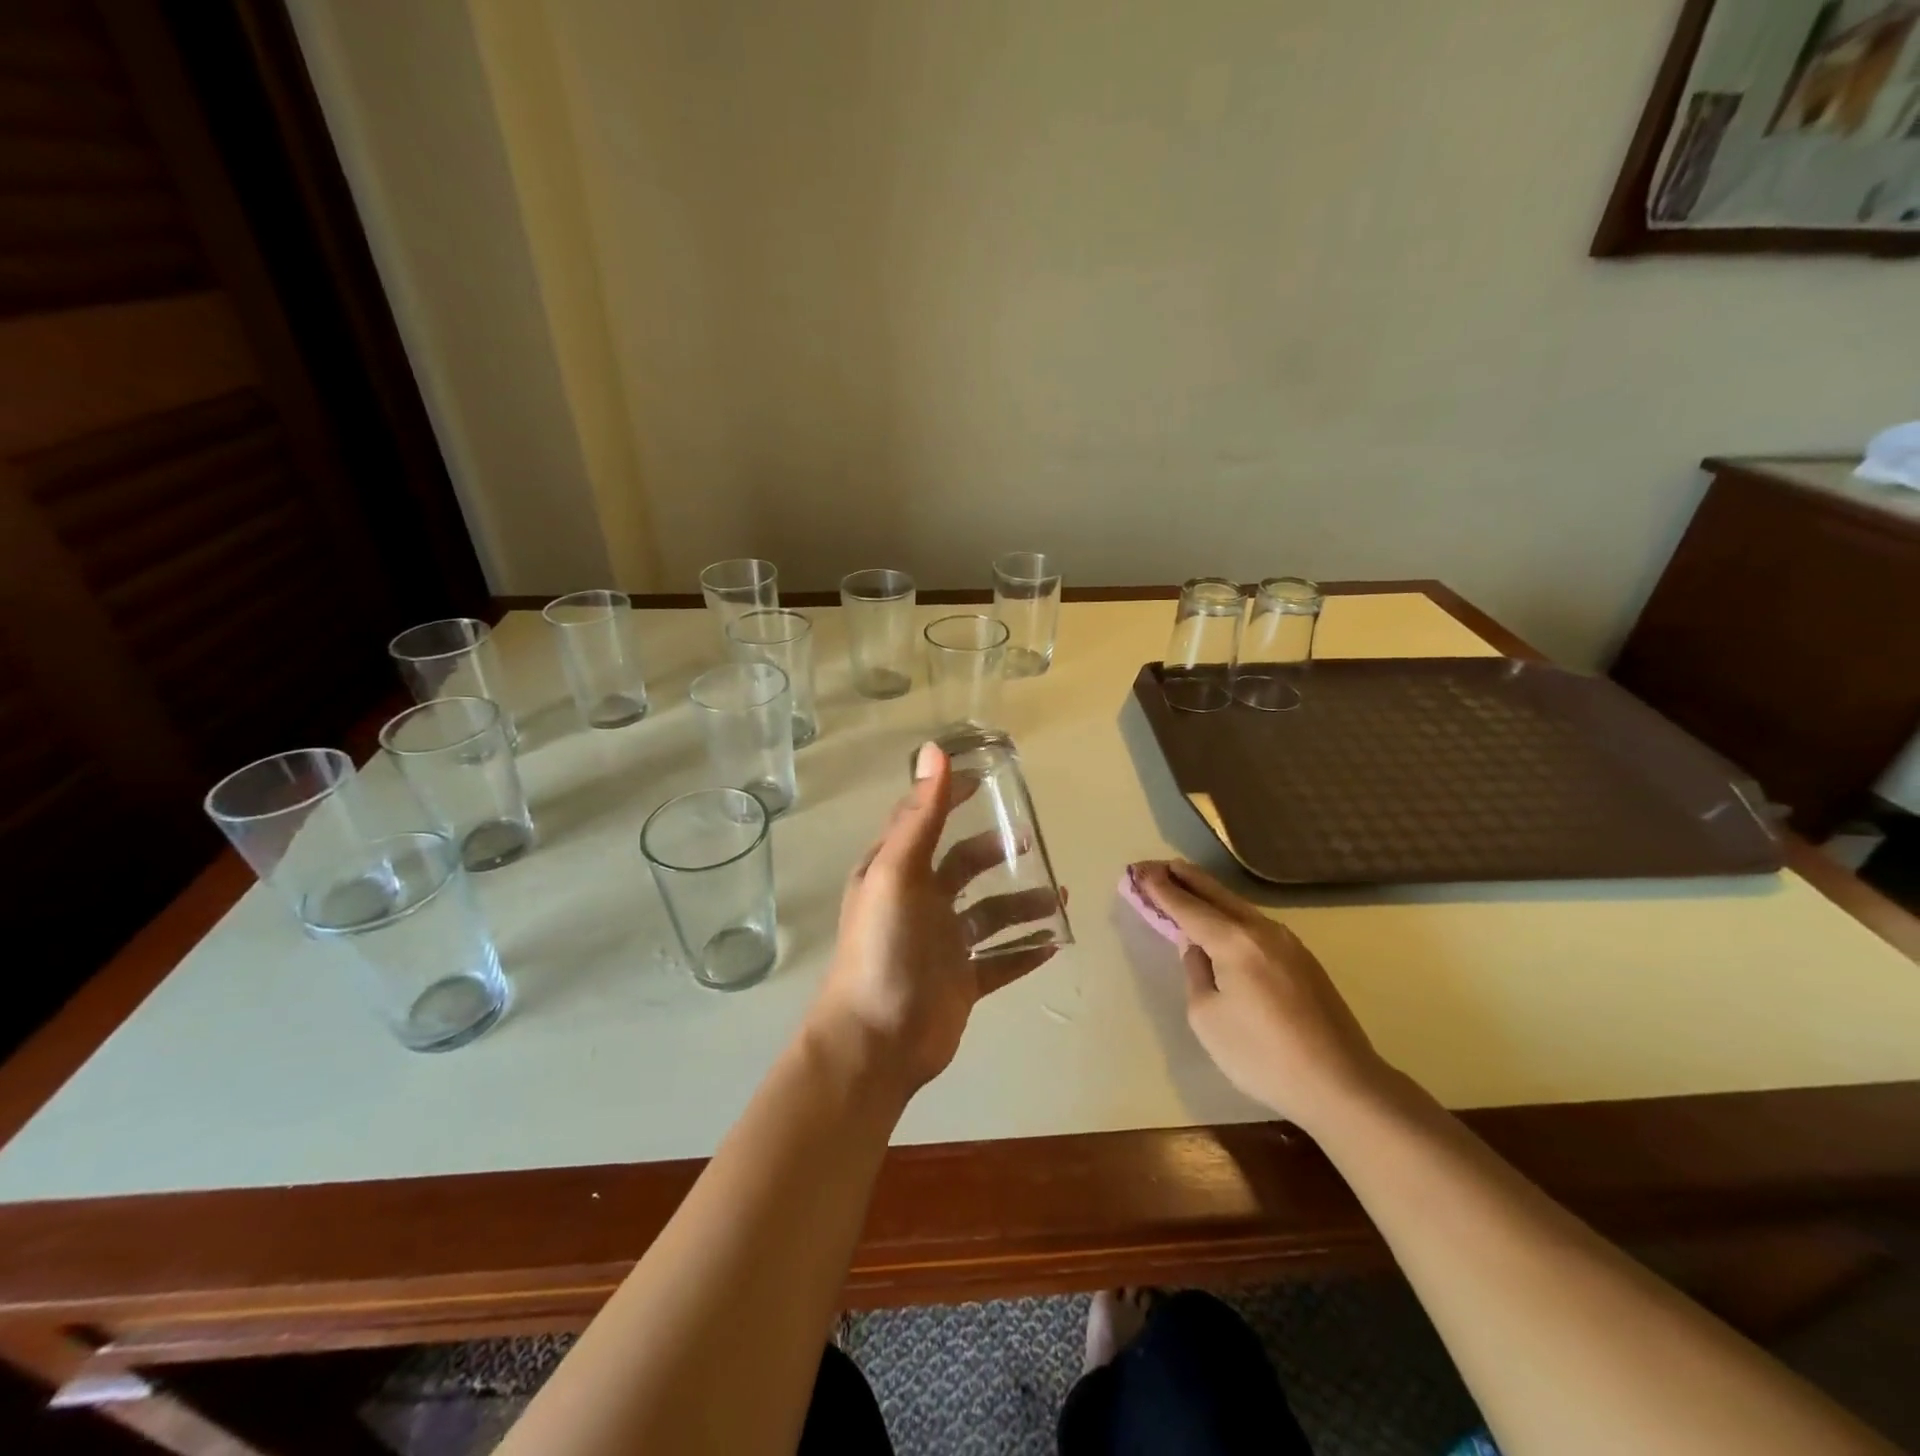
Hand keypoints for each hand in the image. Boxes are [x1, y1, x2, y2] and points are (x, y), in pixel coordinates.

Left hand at [810, 743, 1063, 1095]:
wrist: (876, 1043)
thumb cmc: (882, 949)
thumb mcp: (897, 873)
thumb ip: (921, 816)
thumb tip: (935, 749)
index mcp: (897, 872)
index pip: (924, 820)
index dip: (950, 795)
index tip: (987, 777)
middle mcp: (919, 903)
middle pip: (962, 867)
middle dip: (993, 853)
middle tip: (1029, 843)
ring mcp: (941, 945)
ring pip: (989, 915)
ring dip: (1021, 905)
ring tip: (1058, 896)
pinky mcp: (961, 982)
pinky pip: (1001, 960)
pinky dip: (1026, 951)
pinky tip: (1056, 942)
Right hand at [1136, 860, 1391, 1129]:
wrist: (1342, 1084)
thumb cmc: (1263, 1056)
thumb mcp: (1208, 1018)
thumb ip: (1196, 973)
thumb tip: (1197, 948)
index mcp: (1234, 942)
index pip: (1188, 907)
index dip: (1160, 889)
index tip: (1139, 869)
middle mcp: (1262, 930)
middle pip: (1216, 894)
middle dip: (1183, 878)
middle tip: (1156, 865)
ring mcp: (1288, 942)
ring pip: (1238, 906)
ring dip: (1208, 893)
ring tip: (1184, 882)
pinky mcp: (1303, 960)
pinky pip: (1255, 923)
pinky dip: (1229, 912)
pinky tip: (1222, 918)